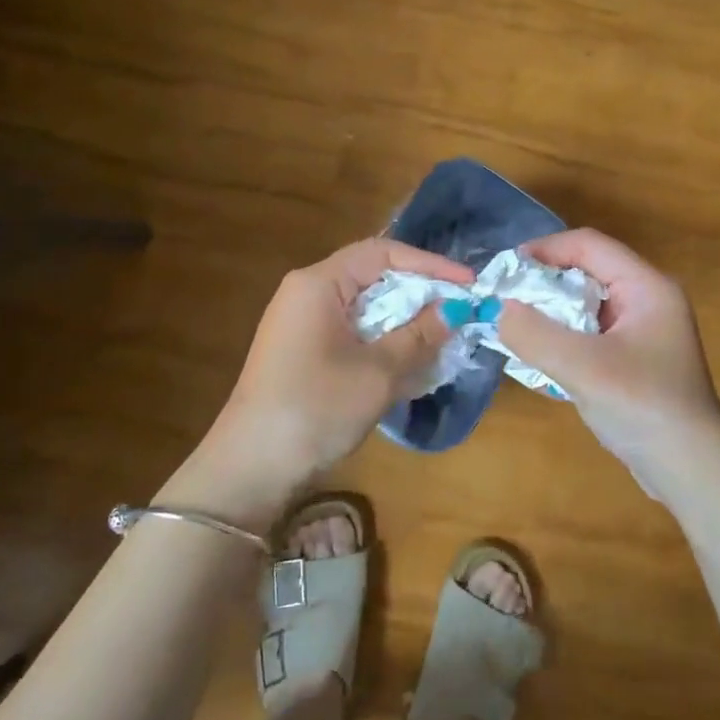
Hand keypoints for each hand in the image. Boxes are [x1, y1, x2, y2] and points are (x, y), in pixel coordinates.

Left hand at [167, 238, 471, 525]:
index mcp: (319, 284)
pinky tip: (410, 361)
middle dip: (419, 293)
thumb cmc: (316, 407)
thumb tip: (455, 309)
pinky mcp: (302, 351)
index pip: (382, 254)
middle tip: (460, 310)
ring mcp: (301, 323)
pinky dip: (382, 340)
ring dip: (403, 320)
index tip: (468, 284)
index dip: (429, 264)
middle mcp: (307, 293)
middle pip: (373, 277)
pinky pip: (352, 332)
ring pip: (365, 308)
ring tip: (443, 336)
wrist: (251, 466)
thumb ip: (419, 335)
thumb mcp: (378, 372)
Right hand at [495, 229, 719, 497]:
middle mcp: (648, 300)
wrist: (691, 471)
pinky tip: (539, 356)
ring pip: (586, 304)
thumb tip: (499, 309)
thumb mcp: (583, 368)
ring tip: (514, 327)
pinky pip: (590, 332)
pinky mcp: (634, 359)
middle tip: (504, 300)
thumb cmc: (643, 407)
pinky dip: (562, 337)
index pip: (590, 245)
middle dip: (544, 282)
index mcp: (647, 287)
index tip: (506, 269)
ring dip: (550, 312)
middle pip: (587, 272)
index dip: (546, 249)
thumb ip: (535, 335)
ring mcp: (643, 331)